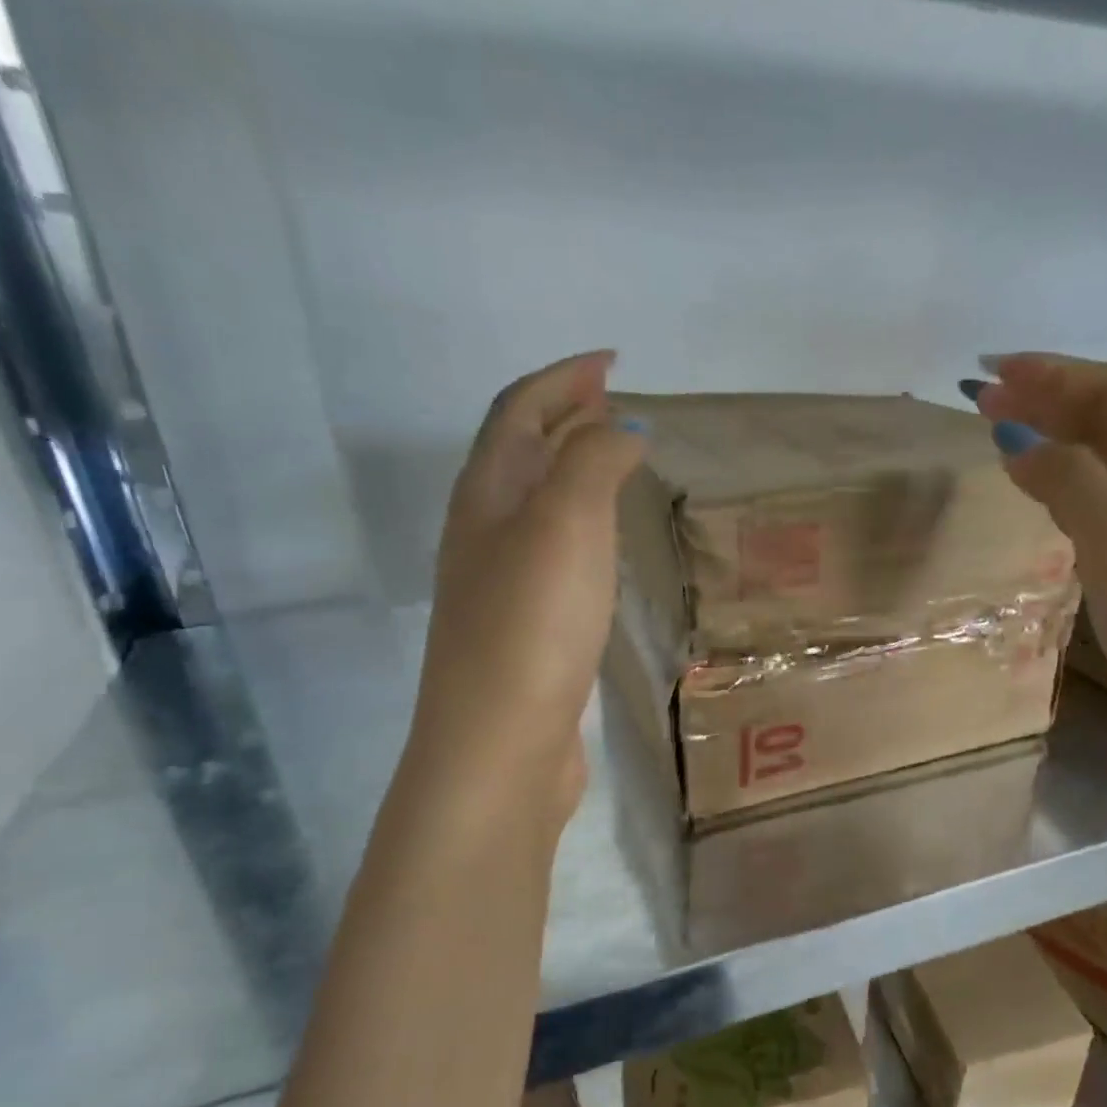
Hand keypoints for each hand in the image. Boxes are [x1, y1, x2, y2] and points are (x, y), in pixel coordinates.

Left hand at [407, 350, 645, 828]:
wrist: (500, 745)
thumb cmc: (533, 626)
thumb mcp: (566, 525)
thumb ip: (592, 462)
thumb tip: (621, 427)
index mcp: (487, 496)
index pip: (520, 412)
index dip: (563, 378)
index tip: (612, 361)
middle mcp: (484, 533)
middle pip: (521, 453)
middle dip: (565, 416)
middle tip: (616, 402)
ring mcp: (502, 585)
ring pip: (536, 505)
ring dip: (572, 470)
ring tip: (617, 461)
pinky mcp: (527, 629)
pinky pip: (554, 553)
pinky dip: (582, 525)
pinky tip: (606, 544)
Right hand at [971, 354, 1106, 796]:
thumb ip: (1075, 480)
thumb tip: (1021, 436)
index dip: (1056, 374)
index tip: (990, 373)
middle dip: (1053, 403)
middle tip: (986, 400)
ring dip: (1060, 450)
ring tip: (1010, 444)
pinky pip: (1104, 529)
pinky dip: (1067, 504)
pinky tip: (1050, 516)